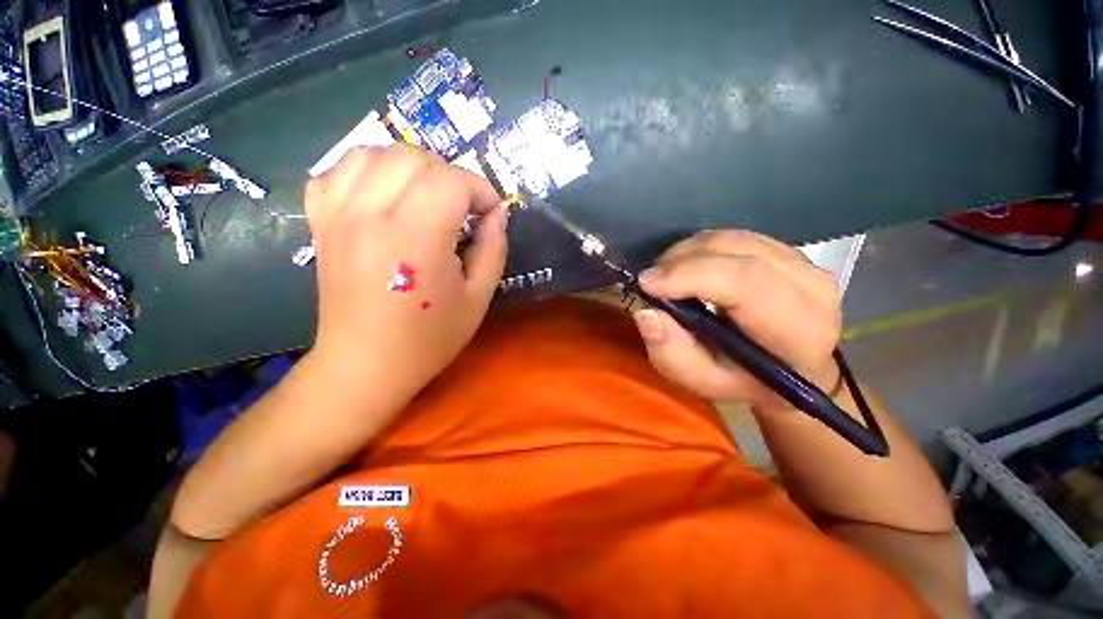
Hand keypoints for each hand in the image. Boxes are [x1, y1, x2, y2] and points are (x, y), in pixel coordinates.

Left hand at [304, 144, 507, 399]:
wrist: (366, 365)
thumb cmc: (430, 338)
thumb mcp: (479, 297)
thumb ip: (493, 249)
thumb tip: (496, 215)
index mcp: (416, 239)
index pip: (451, 181)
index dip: (480, 190)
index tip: (490, 213)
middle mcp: (370, 216)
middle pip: (412, 157)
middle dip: (449, 175)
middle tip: (462, 208)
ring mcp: (338, 217)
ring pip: (372, 154)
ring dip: (409, 167)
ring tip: (426, 197)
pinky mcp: (321, 224)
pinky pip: (335, 172)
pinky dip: (365, 173)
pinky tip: (383, 197)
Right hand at [632, 230, 840, 412]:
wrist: (791, 369)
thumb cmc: (744, 381)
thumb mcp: (702, 381)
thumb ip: (672, 354)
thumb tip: (646, 312)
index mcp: (798, 330)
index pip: (745, 283)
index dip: (691, 275)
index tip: (647, 283)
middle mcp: (812, 287)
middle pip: (736, 251)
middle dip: (681, 261)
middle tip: (651, 281)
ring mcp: (805, 263)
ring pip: (732, 239)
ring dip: (688, 253)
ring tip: (666, 276)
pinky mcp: (789, 251)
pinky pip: (735, 238)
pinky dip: (702, 249)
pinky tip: (688, 268)